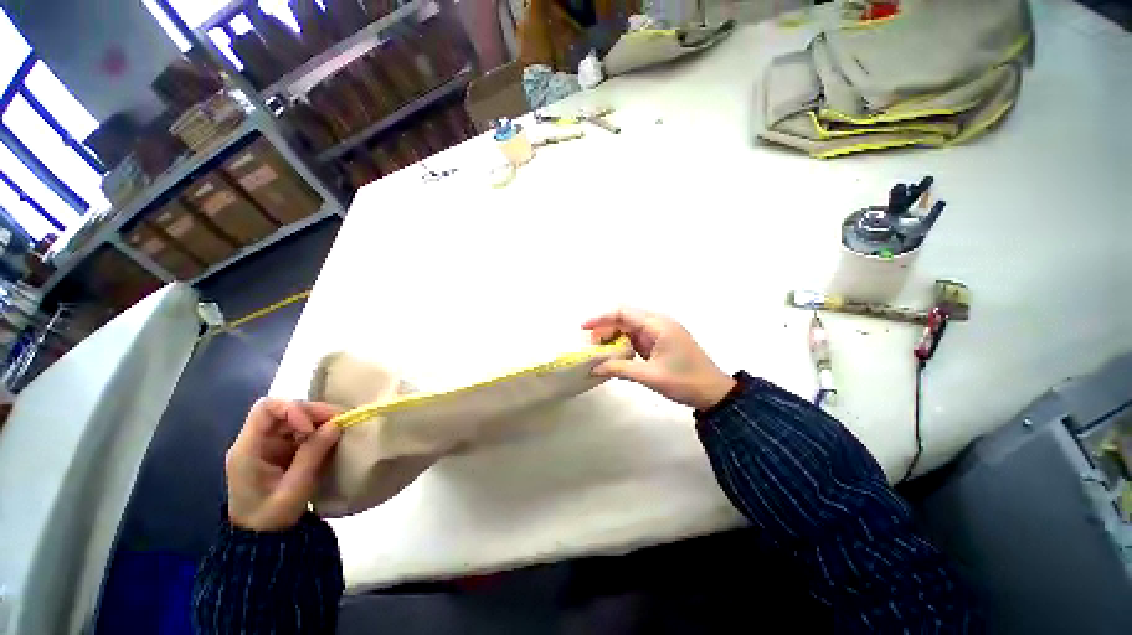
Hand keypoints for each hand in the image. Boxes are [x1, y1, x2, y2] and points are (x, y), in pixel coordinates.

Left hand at [226, 398, 341, 531]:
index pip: (265, 409)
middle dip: (313, 412)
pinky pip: (300, 430)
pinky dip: (318, 430)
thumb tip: (336, 424)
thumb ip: (312, 455)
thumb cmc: (272, 518)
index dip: (292, 409)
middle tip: (341, 421)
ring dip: (319, 420)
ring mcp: (268, 445)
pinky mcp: (281, 450)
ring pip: (294, 417)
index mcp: (247, 450)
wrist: (262, 540)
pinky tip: (331, 439)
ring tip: (340, 429)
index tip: (312, 427)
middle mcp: (255, 441)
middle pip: (283, 410)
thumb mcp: (294, 489)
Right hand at [583, 308, 736, 409]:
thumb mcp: (650, 376)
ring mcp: (660, 332)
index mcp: (657, 325)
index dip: (600, 318)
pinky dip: (623, 343)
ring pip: (629, 327)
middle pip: (624, 317)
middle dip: (605, 328)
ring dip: (613, 336)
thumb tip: (593, 367)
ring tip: (599, 350)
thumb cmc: (684, 382)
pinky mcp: (660, 341)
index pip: (622, 313)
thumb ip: (619, 369)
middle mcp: (658, 323)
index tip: (583, 328)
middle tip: (590, 345)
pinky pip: (636, 336)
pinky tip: (614, 353)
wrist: (714, 393)